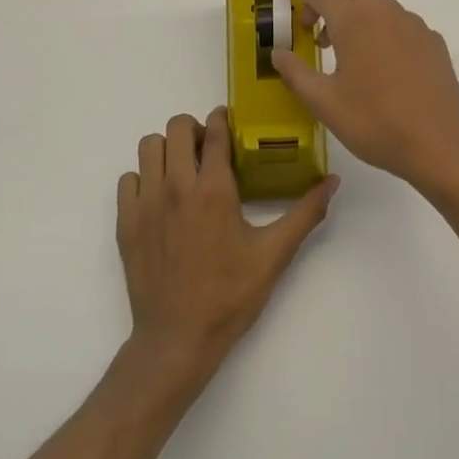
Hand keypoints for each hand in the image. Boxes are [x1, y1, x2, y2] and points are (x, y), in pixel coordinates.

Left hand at [117, 108, 337, 387]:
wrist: (177, 339)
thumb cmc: (230, 295)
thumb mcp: (274, 255)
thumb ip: (305, 213)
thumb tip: (333, 181)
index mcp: (214, 190)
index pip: (214, 132)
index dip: (222, 119)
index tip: (228, 122)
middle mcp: (176, 186)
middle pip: (177, 127)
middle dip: (194, 129)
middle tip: (208, 149)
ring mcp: (146, 202)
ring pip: (149, 146)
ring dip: (167, 149)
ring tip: (183, 169)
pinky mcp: (126, 222)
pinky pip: (129, 178)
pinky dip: (144, 178)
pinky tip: (160, 198)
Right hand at [272, 0, 458, 196]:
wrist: (439, 145)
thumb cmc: (374, 123)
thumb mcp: (324, 103)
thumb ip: (296, 73)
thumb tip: (278, 53)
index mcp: (354, 21)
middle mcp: (384, 11)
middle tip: (311, 22)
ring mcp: (413, 24)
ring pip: (375, 0)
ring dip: (352, 12)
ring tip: (342, 53)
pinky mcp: (432, 40)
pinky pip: (398, 21)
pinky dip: (379, 29)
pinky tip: (378, 66)